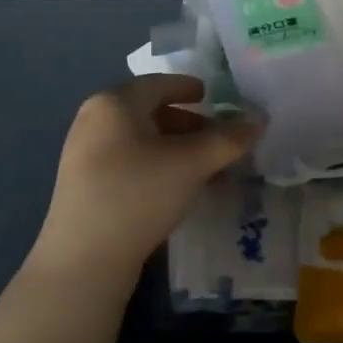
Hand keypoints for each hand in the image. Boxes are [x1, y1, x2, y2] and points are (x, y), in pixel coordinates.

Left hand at [35, 74, 261, 273]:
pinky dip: (158, 168)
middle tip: (218, 141)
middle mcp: (93, 121)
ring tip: (207, 171)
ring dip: (177, 151)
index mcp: (114, 103)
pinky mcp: (84, 186)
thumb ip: (228, 139)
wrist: (84, 259)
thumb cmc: (138, 194)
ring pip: (141, 141)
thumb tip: (258, 120)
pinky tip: (178, 191)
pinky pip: (129, 163)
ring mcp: (84, 155)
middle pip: (150, 112)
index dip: (189, 87)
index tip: (212, 96)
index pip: (158, 83)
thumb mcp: (191, 163)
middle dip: (189, 125)